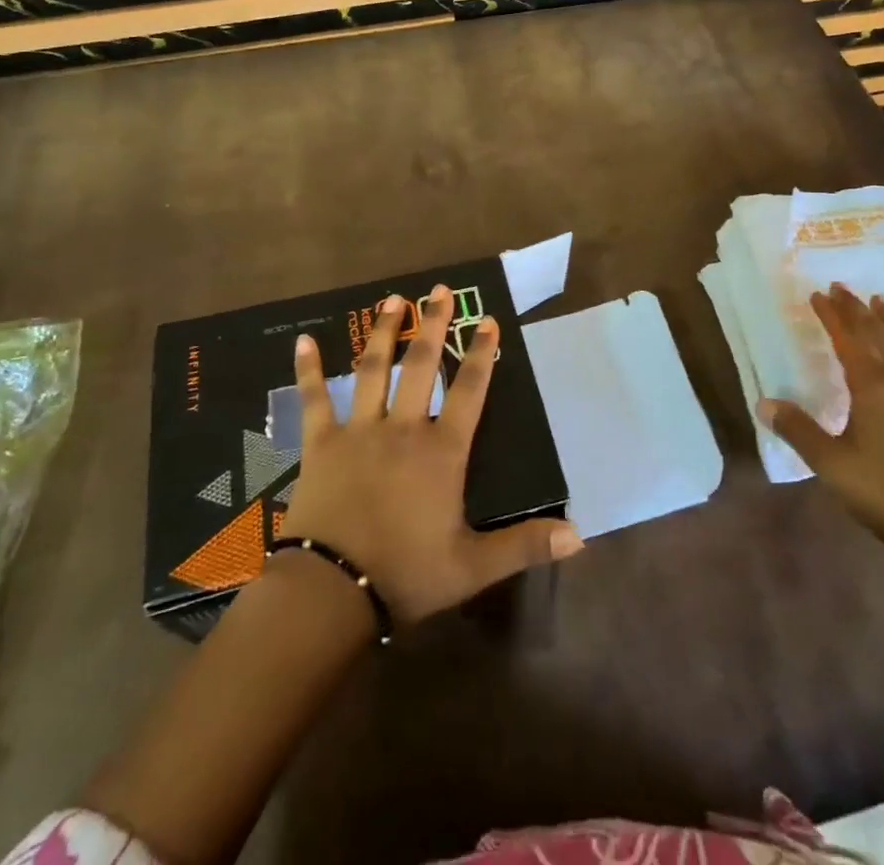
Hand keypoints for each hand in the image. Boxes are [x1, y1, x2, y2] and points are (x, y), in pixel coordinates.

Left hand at [280, 285, 581, 626]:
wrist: (331, 592)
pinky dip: (308, 369)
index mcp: (441, 451)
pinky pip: (314, 398)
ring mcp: (359, 430)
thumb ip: (525, 545)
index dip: (480, 353)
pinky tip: (303, 339)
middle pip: (421, 365)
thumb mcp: (473, 567)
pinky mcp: (321, 443)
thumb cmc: (406, 575)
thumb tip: (579, 536)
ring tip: (393, 299)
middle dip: (432, 325)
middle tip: (440, 290)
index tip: (487, 320)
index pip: (469, 390)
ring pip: (372, 369)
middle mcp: (403, 428)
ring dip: (383, 331)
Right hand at [759, 283, 883, 554]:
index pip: (848, 339)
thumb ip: (798, 429)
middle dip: (857, 309)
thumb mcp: (831, 463)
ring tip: (881, 302)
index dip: (831, 316)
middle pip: (879, 334)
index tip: (817, 295)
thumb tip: (764, 403)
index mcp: (874, 386)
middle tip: (841, 288)